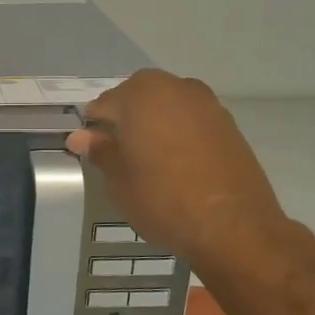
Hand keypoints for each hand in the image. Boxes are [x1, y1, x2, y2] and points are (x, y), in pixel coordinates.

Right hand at [66, 69, 294, 270]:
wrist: (234, 226)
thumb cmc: (162, 198)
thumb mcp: (118, 179)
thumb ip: (100, 150)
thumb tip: (80, 137)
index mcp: (141, 94)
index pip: (103, 104)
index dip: (94, 128)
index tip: (93, 152)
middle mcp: (175, 88)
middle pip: (137, 98)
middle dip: (125, 120)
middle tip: (120, 156)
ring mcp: (207, 104)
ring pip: (167, 107)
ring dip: (154, 125)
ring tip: (149, 161)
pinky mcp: (229, 124)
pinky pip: (191, 121)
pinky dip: (179, 134)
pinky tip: (177, 164)